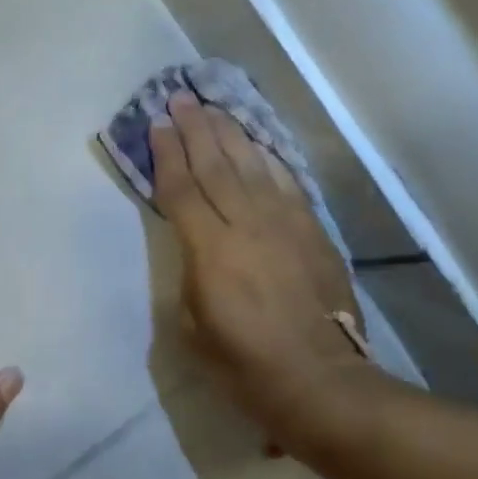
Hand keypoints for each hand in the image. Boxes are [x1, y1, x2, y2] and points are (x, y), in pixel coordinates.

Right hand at [150, 95, 368, 444]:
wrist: (319, 380)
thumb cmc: (245, 365)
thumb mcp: (193, 328)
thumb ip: (190, 276)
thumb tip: (197, 249)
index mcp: (210, 250)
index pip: (181, 190)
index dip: (167, 155)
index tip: (157, 125)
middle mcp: (247, 225)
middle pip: (216, 165)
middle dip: (196, 129)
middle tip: (181, 98)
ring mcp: (285, 224)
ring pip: (253, 166)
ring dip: (230, 134)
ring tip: (214, 108)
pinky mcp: (313, 231)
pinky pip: (287, 183)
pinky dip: (270, 159)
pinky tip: (259, 145)